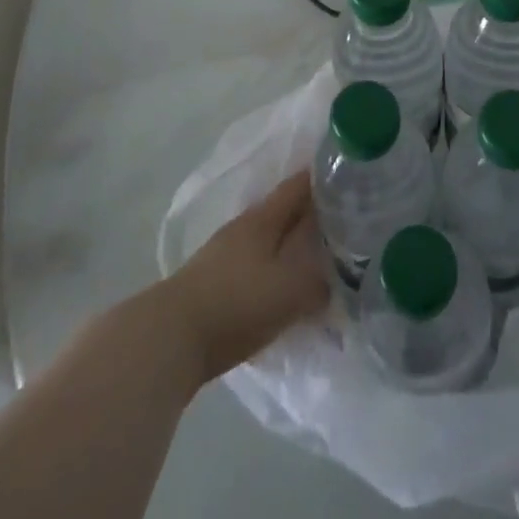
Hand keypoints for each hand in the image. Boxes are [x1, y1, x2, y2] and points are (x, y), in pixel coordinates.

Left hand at [163, 172, 329, 383]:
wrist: (167, 340)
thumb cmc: (235, 304)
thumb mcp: (289, 291)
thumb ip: (320, 281)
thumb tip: (339, 276)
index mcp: (264, 218)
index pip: (300, 185)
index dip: (325, 178)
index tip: (351, 179)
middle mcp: (244, 227)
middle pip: (284, 211)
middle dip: (313, 213)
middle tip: (346, 222)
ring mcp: (224, 254)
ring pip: (269, 239)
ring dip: (292, 243)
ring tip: (319, 257)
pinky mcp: (213, 283)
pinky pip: (255, 265)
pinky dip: (274, 269)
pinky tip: (284, 287)